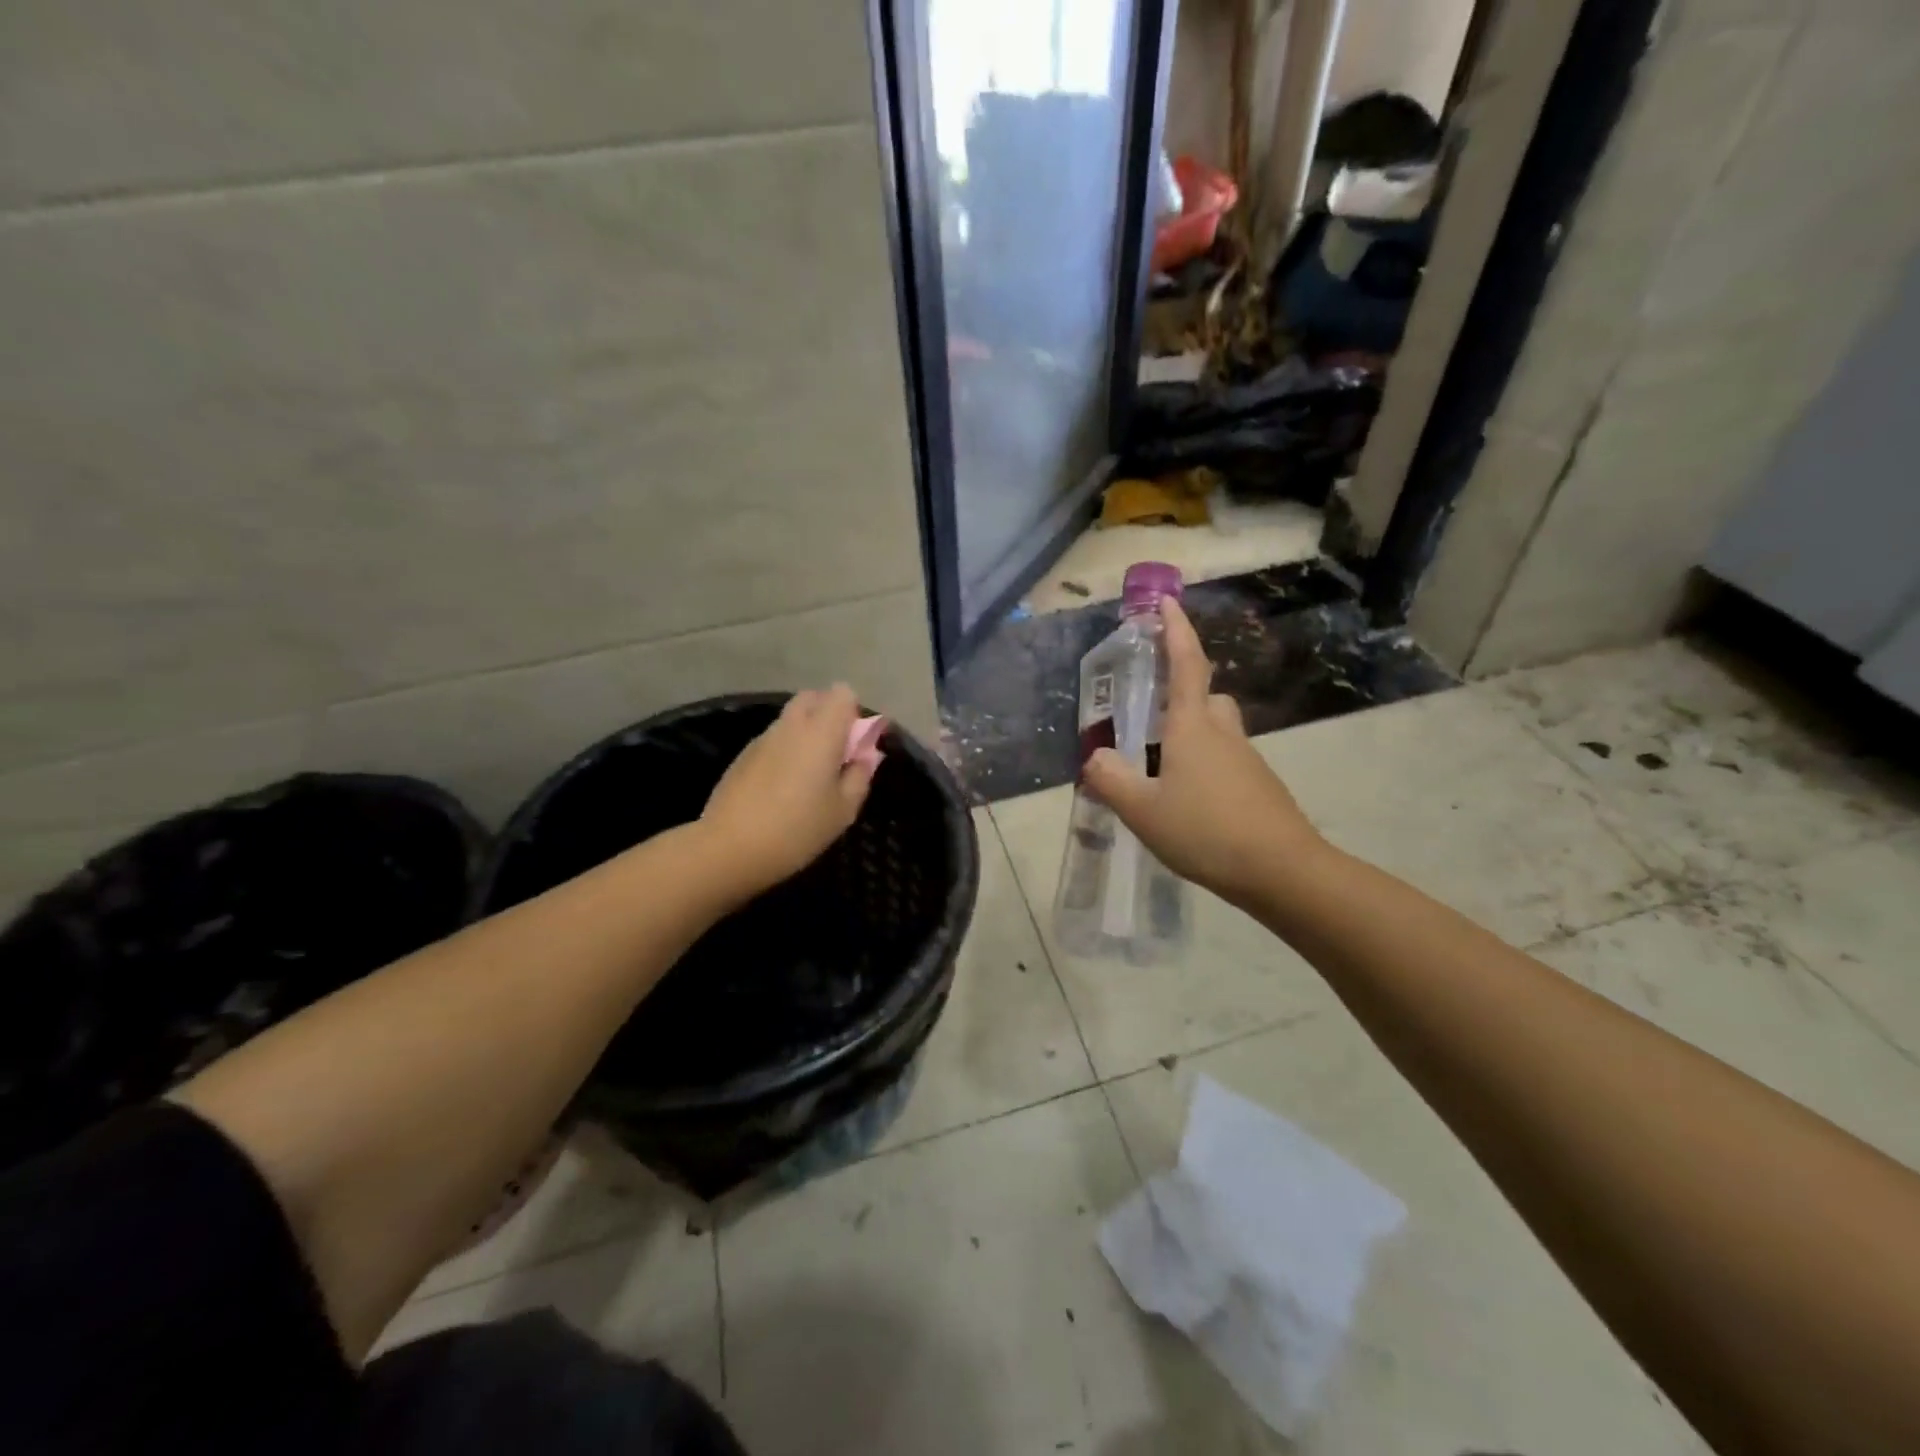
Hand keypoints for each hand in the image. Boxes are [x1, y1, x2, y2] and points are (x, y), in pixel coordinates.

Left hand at [699, 685, 878, 898]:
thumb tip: (865, 756)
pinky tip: (782, 788)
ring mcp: (762, 738)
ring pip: (791, 720)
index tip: (856, 744)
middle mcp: (791, 725)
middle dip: (828, 715)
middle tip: (836, 754)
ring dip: (806, 734)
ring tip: (809, 776)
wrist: (729, 848)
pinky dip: (785, 751)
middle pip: (813, 698)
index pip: (842, 693)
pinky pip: (773, 740)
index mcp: (821, 732)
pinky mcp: (742, 756)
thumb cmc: (797, 829)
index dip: (854, 713)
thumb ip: (860, 776)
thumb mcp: (843, 810)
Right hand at [1082, 597, 1322, 909]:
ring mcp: (1247, 761)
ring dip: (1192, 736)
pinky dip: (1205, 768)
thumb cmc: (1207, 831)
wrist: (1283, 871)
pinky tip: (1189, 804)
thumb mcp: (1143, 810)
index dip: (1176, 631)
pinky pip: (1226, 762)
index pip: (1185, 665)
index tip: (1167, 601)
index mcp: (1192, 728)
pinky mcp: (1259, 787)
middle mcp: (1223, 734)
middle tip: (1152, 716)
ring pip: (1217, 731)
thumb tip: (1094, 756)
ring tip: (1161, 770)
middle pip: (1206, 697)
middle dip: (1183, 693)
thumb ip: (1112, 780)